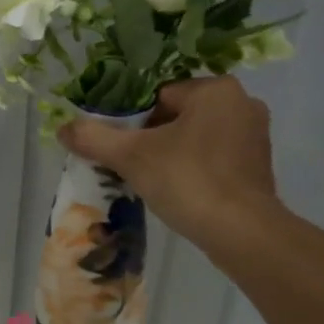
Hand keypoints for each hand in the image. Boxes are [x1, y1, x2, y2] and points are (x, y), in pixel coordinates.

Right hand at [58, 76, 279, 248]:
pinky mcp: (260, 166)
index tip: (123, 148)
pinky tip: (182, 192)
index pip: (160, 96)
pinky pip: (217, 159)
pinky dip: (197, 170)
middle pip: (179, 115)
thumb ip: (95, 138)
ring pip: (198, 138)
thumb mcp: (132, 157)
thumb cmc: (189, 181)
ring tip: (155, 182)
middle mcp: (243, 104)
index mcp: (216, 89)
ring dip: (175, 154)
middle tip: (133, 166)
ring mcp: (256, 136)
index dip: (134, 122)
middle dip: (154, 138)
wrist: (242, 233)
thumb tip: (63, 128)